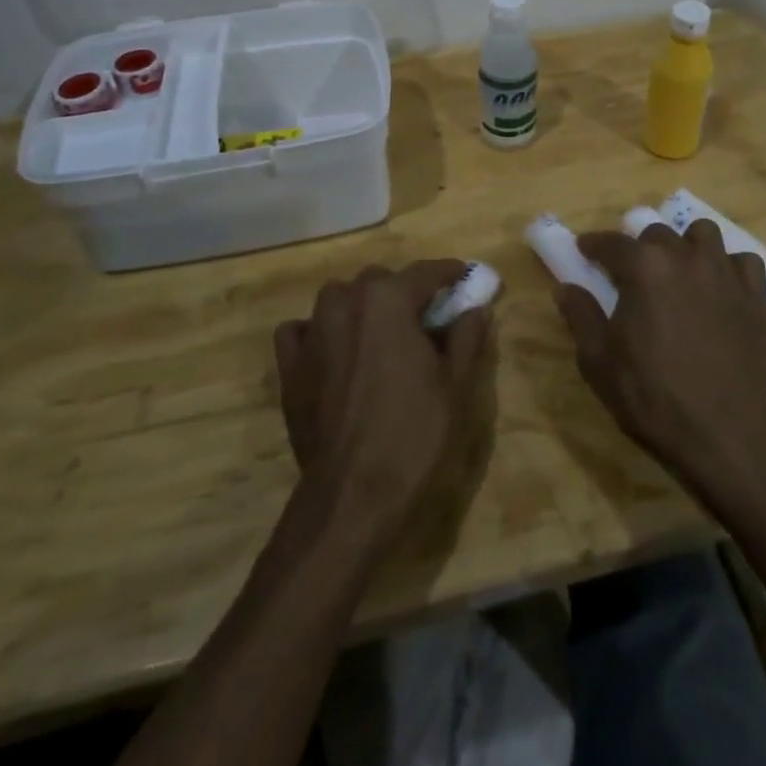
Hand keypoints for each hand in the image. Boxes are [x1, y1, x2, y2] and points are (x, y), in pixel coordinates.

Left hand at [274, 260, 492, 542]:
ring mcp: (312, 331)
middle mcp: (346, 302)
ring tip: (379, 335)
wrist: (354, 493)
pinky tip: (333, 351)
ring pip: (340, 298)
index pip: (426, 271)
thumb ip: (467, 335)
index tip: (464, 277)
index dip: (449, 273)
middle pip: (380, 280)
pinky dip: (318, 331)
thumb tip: (476, 307)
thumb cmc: (415, 434)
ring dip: (361, 306)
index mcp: (388, 299)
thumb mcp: (456, 384)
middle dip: (404, 291)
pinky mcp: (289, 364)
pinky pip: (301, 329)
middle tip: (424, 319)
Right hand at [557, 220, 765, 477]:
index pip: (611, 242)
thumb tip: (565, 288)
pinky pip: (744, 262)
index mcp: (643, 267)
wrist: (722, 431)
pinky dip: (730, 267)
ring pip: (705, 234)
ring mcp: (726, 274)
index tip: (585, 250)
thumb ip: (581, 316)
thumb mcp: (598, 361)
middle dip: (640, 247)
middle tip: (634, 274)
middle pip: (658, 233)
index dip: (594, 245)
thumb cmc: (650, 395)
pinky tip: (721, 288)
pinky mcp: (757, 297)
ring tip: (681, 270)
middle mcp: (685, 257)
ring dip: (687, 245)